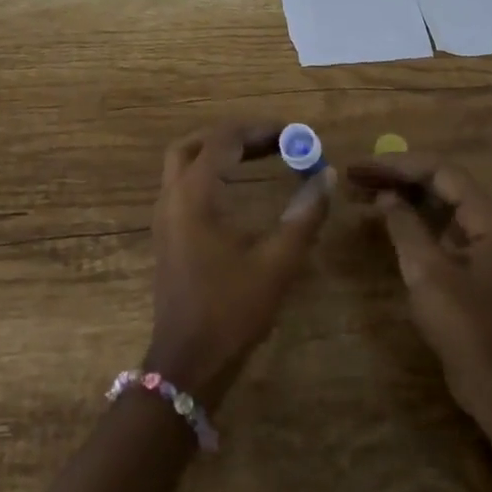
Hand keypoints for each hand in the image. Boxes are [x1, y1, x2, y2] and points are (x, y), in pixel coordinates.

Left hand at [148, 123, 332, 401]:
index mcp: (194, 195)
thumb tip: (327, 175)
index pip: (224, 139)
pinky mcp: (166, 233)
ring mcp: (164, 216)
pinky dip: (210, 173)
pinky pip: (183, 185)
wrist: (188, 362)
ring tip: (260, 156)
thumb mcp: (277, 263)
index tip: (295, 133)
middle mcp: (172, 196)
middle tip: (274, 141)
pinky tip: (238, 189)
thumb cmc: (231, 310)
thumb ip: (304, 215)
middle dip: (235, 136)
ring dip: (219, 152)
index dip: (261, 129)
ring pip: (184, 163)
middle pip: (196, 144)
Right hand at [347, 155, 491, 424]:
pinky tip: (381, 218)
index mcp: (486, 217)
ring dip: (398, 194)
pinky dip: (407, 217)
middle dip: (394, 176)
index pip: (440, 171)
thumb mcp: (427, 270)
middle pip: (437, 183)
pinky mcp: (465, 262)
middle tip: (353, 177)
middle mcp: (485, 221)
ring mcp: (476, 243)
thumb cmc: (462, 323)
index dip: (398, 164)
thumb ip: (405, 225)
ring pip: (433, 203)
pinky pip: (434, 225)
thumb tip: (385, 195)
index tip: (361, 167)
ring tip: (359, 193)